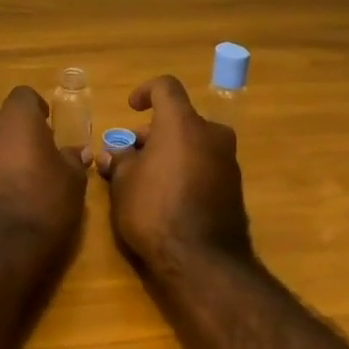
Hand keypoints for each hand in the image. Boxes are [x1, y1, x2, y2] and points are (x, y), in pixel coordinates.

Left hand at [0, 86, 88, 266]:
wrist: (2, 247)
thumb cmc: (45, 202)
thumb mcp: (72, 180)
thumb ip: (73, 159)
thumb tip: (77, 152)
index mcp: (15, 118)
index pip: (25, 95)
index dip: (38, 109)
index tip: (50, 128)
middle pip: (6, 119)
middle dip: (21, 131)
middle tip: (41, 154)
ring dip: (7, 150)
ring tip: (27, 176)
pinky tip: (10, 191)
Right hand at [99, 75, 251, 277]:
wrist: (202, 260)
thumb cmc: (153, 210)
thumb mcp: (123, 183)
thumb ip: (119, 160)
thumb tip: (114, 153)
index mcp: (182, 124)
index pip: (166, 87)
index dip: (145, 91)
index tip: (131, 108)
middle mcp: (211, 135)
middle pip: (179, 120)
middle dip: (152, 134)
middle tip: (128, 156)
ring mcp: (227, 162)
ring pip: (193, 144)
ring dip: (169, 152)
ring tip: (143, 179)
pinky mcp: (234, 188)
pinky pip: (204, 166)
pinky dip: (185, 170)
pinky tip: (166, 196)